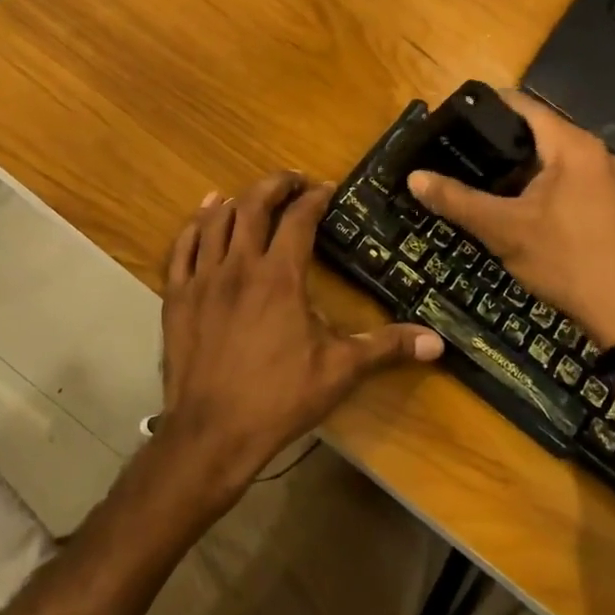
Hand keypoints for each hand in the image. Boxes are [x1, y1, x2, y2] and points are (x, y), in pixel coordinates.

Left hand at [159, 171, 442, 490]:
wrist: (212, 433)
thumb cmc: (279, 398)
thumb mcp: (340, 372)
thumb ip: (386, 347)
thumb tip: (437, 342)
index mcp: (280, 276)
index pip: (298, 218)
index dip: (315, 197)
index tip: (328, 189)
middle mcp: (239, 266)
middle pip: (253, 205)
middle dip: (275, 185)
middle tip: (293, 181)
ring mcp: (202, 279)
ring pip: (215, 220)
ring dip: (235, 200)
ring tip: (251, 196)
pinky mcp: (177, 297)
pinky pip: (182, 247)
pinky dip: (195, 225)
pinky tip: (204, 216)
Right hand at [408, 91, 614, 349]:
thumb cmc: (563, 259)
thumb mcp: (502, 229)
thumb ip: (457, 200)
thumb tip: (415, 177)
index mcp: (571, 145)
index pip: (522, 104)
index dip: (484, 106)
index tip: (451, 118)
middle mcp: (593, 150)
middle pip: (536, 130)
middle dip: (496, 139)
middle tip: (456, 150)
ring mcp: (604, 176)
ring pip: (550, 156)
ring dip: (516, 164)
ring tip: (476, 174)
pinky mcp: (607, 200)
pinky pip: (565, 176)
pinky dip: (537, 181)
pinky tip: (512, 201)